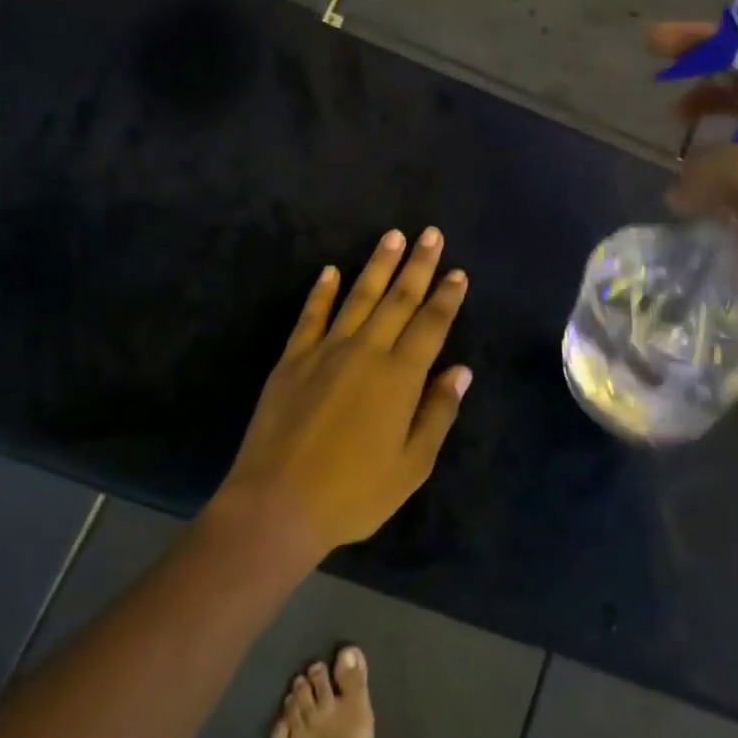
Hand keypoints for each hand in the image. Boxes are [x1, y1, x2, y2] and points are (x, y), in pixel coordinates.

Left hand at [209, 228, 471, 565]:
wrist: (277, 504)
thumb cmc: (353, 493)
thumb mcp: (411, 466)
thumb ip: (437, 413)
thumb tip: (460, 370)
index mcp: (399, 377)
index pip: (430, 325)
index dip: (446, 297)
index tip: (457, 272)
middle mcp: (366, 352)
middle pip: (398, 300)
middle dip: (418, 265)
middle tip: (431, 233)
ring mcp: (326, 351)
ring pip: (358, 297)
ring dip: (378, 265)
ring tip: (392, 237)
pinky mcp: (292, 359)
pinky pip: (311, 316)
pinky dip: (322, 291)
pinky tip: (330, 270)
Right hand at [650, 23, 737, 372]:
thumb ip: (720, 162)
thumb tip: (684, 180)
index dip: (722, 38)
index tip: (668, 41)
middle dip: (706, 75)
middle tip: (660, 75)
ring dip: (705, 123)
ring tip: (672, 130)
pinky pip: (734, 171)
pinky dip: (706, 169)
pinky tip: (683, 187)